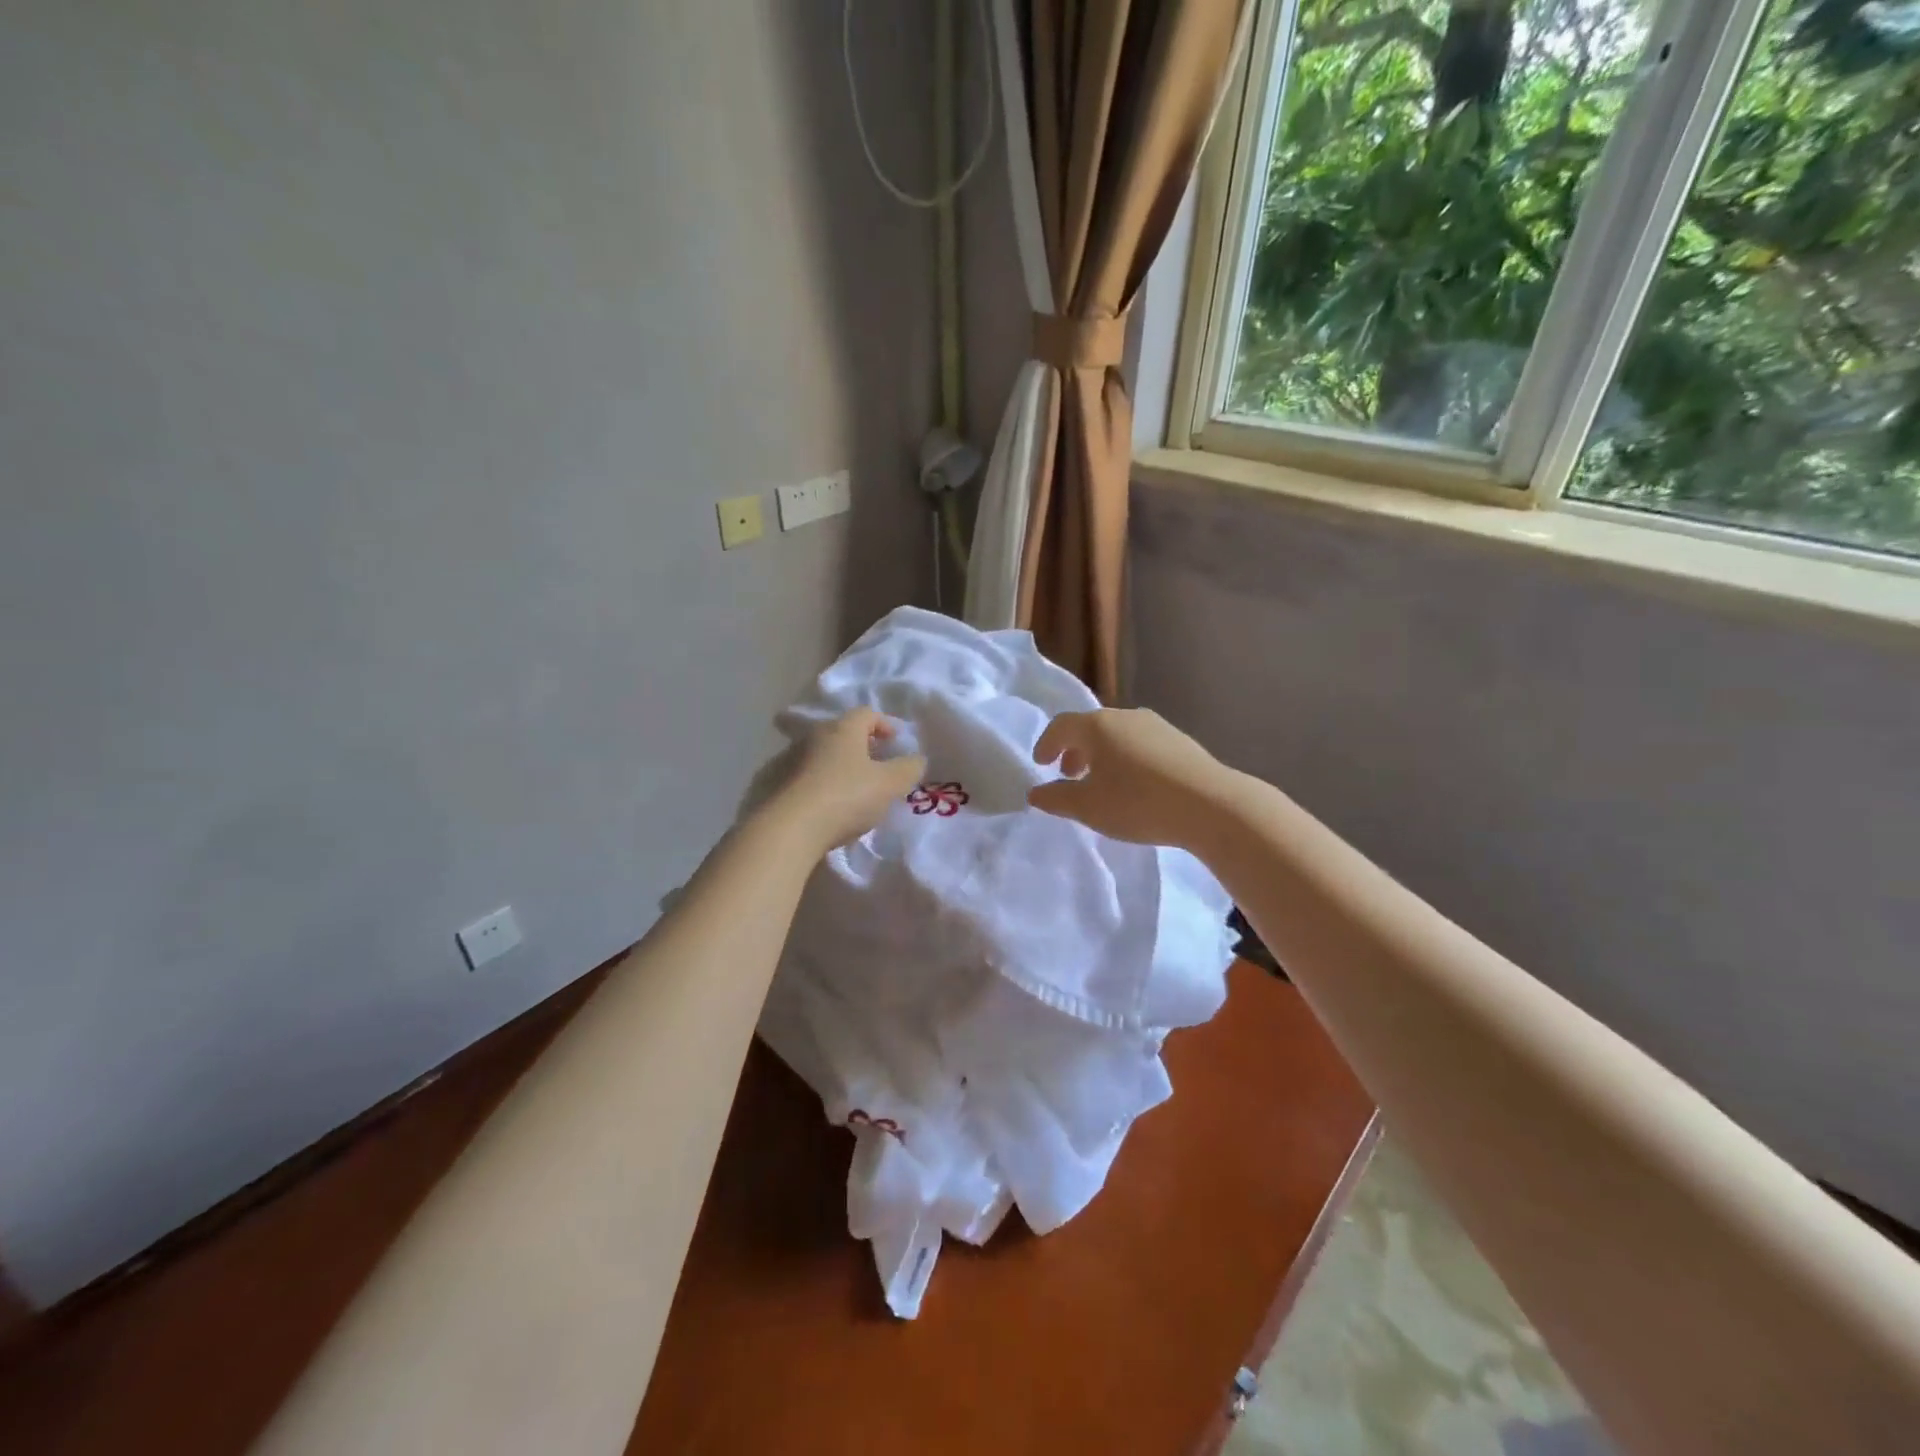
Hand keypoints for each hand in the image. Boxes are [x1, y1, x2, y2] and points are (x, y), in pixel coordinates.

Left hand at [779, 708, 925, 850]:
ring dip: (838, 766)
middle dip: (861, 746)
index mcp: (843, 729)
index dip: (884, 725)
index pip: (867, 714)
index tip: (895, 742)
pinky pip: (804, 776)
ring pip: (821, 754)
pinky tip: (827, 805)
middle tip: (876, 766)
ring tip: (852, 789)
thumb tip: (916, 759)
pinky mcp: (775, 783)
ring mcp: (790, 758)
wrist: (790, 828)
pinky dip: (819, 783)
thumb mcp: (890, 784)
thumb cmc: (847, 797)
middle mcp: (814, 736)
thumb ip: (908, 769)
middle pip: (842, 733)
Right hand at [1027, 708, 1237, 849]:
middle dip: (1075, 750)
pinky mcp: (1180, 741)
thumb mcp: (1088, 807)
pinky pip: (1141, 744)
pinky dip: (1126, 758)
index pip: (1061, 725)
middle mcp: (1125, 716)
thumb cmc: (1137, 803)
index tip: (1041, 764)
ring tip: (1102, 782)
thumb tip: (1036, 793)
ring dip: (1102, 755)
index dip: (1047, 744)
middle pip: (1091, 727)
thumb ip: (1056, 799)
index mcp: (1098, 726)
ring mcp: (1157, 726)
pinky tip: (1135, 785)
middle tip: (1068, 775)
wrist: (1210, 805)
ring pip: (1118, 735)